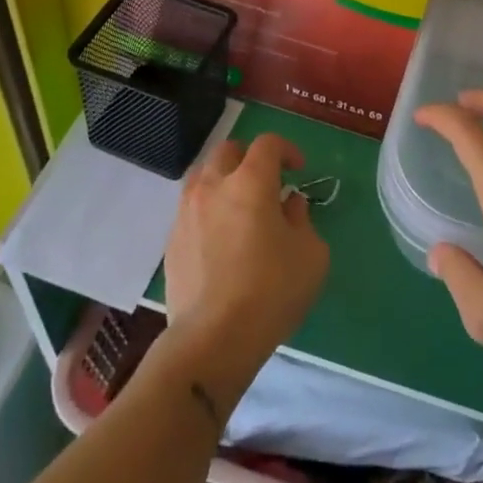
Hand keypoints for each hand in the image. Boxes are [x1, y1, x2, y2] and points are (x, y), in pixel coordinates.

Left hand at [162, 134, 328, 396]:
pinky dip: (209, 212)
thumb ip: (302, 220)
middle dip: (250, 159)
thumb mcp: (310, 254)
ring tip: (240, 208)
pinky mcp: (171, 241)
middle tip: (267, 183)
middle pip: (228, 151)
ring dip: (224, 182)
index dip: (286, 150)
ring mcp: (186, 213)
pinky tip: (221, 240)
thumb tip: (289, 205)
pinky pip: (191, 210)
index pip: (267, 144)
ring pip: (203, 177)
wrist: (213, 338)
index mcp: (250, 182)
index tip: (299, 170)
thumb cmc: (271, 290)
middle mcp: (213, 187)